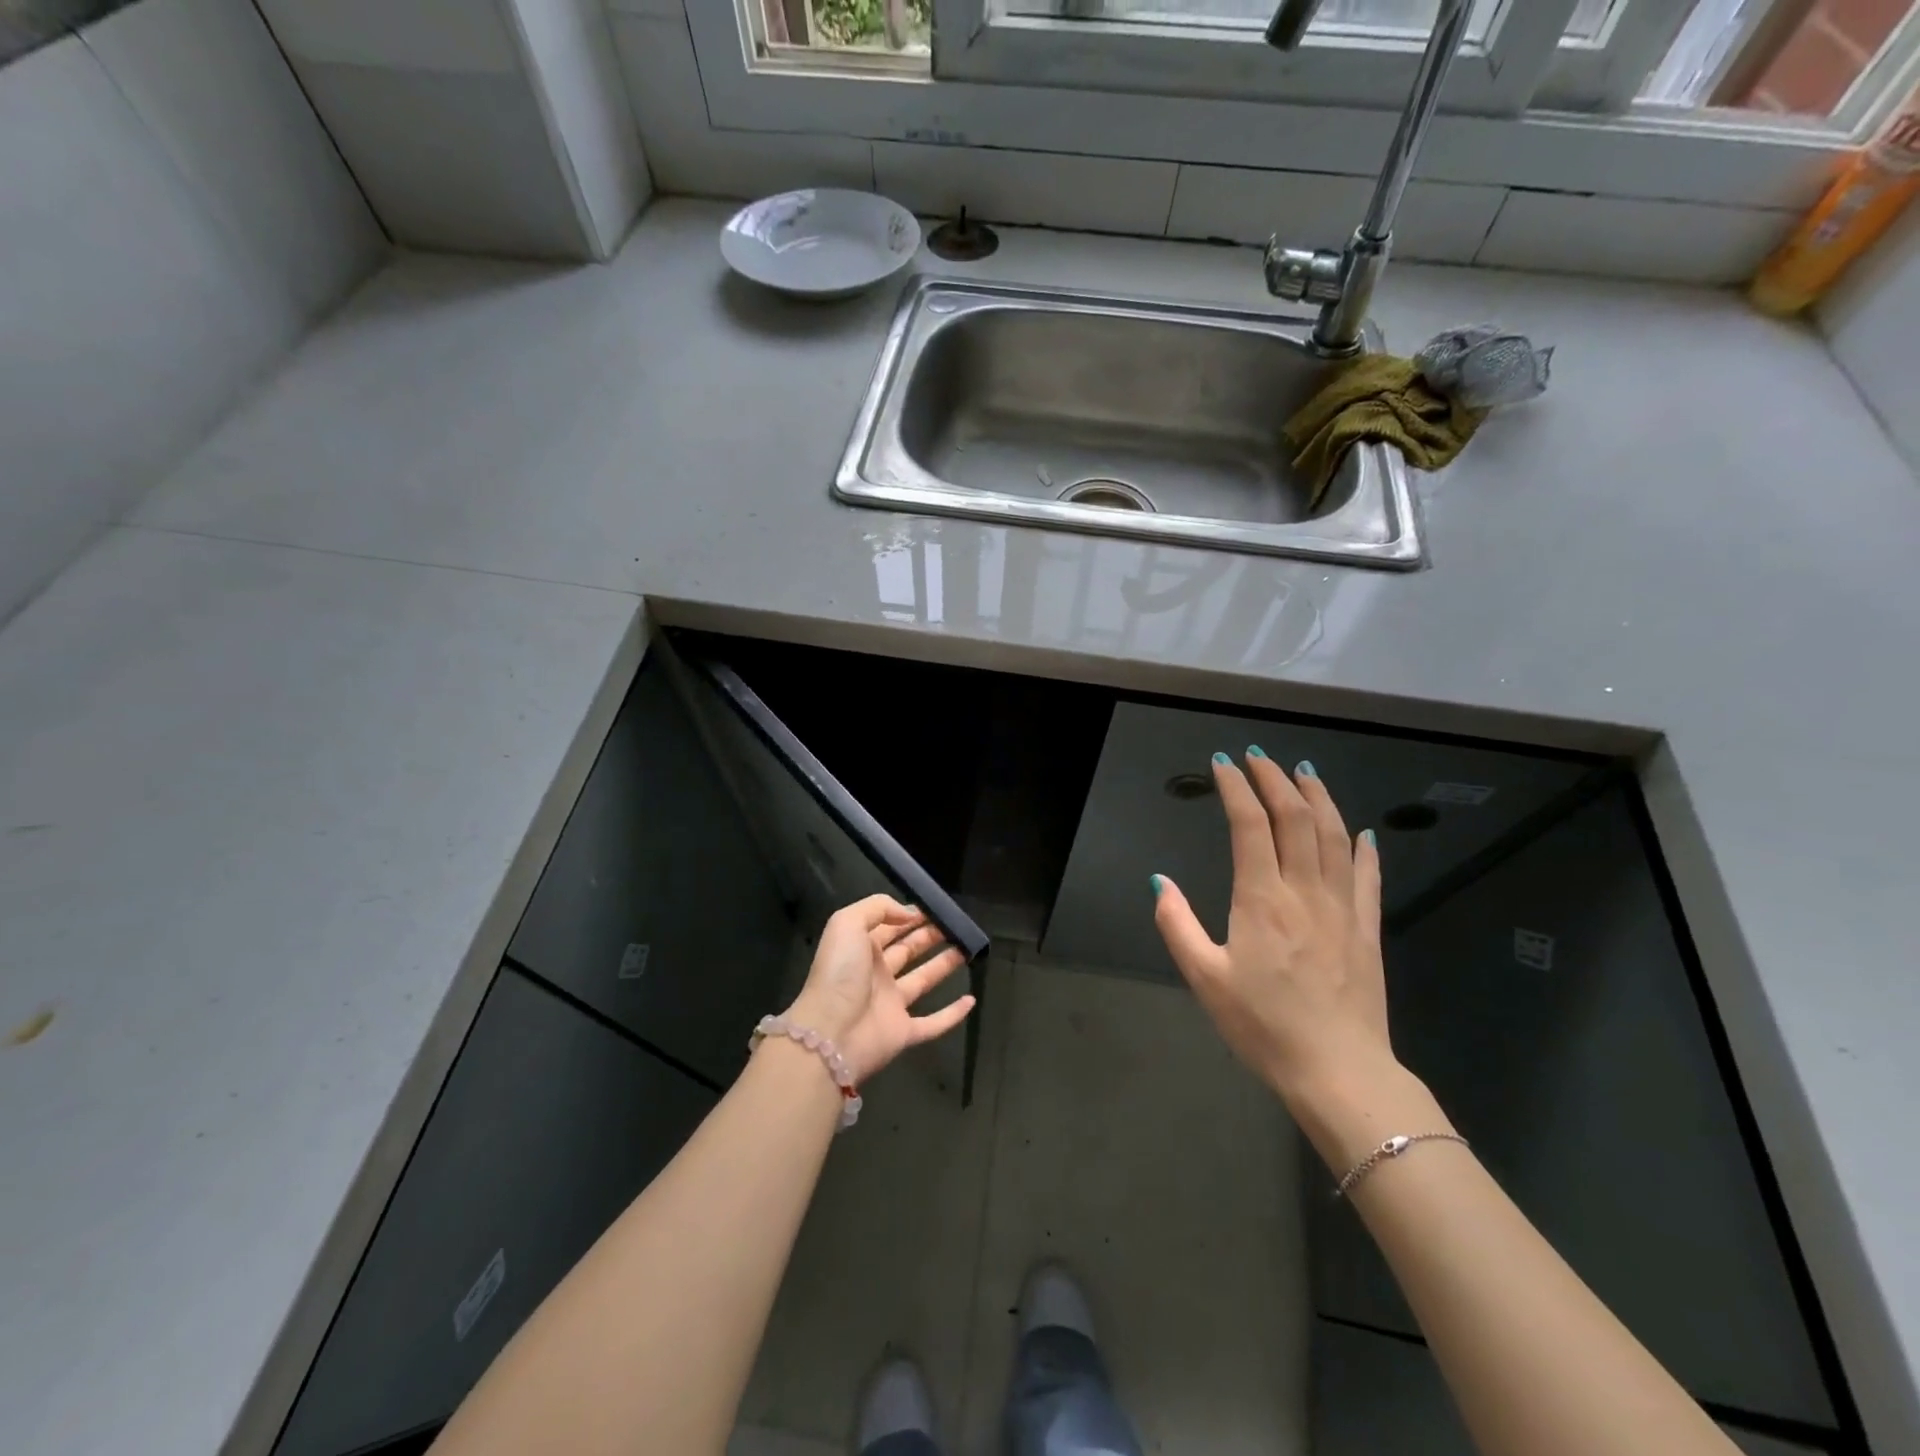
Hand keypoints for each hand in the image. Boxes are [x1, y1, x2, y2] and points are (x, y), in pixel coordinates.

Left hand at [782, 894, 975, 1083]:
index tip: (936, 907)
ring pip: (923, 980)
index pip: (889, 927)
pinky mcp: (904, 1033)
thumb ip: (878, 908)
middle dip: (929, 936)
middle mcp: (876, 975)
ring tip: (967, 949)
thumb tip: (910, 913)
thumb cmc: (839, 974)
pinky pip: (933, 1023)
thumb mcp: (847, 924)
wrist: (830, 1035)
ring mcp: (891, 1005)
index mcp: (861, 949)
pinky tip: (971, 1000)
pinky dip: (952, 1014)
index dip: (910, 916)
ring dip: (944, 965)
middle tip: (956, 925)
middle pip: (908, 950)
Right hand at [1151, 750, 1395, 1109]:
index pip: (1250, 825)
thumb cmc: (1263, 1026)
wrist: (1338, 1071)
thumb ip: (1177, 925)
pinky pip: (1367, 876)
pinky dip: (1363, 847)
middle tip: (1260, 757)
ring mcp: (1342, 908)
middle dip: (1276, 780)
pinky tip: (1360, 831)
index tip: (1223, 764)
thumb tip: (1160, 881)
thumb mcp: (1205, 979)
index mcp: (1261, 899)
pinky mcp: (1367, 929)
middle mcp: (1304, 891)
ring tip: (1305, 771)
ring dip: (1319, 798)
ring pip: (1334, 836)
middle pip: (1295, 818)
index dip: (1236, 789)